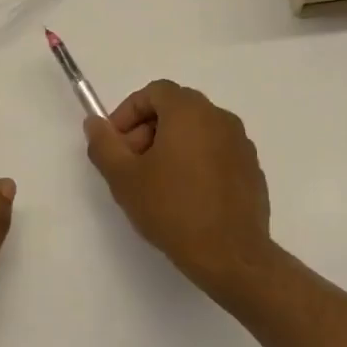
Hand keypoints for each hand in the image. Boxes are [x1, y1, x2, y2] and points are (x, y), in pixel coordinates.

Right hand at [84, 81, 277, 301]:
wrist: (229, 255)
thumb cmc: (172, 209)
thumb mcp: (123, 178)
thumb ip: (104, 144)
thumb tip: (95, 124)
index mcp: (190, 112)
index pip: (154, 92)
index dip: (128, 113)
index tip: (116, 143)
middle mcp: (220, 119)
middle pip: (176, 109)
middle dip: (147, 129)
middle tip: (132, 164)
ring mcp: (241, 144)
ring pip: (197, 131)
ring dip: (171, 145)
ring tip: (156, 183)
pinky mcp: (252, 169)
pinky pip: (216, 152)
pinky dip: (195, 161)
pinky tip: (185, 196)